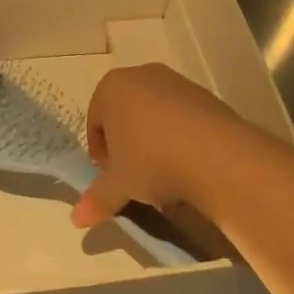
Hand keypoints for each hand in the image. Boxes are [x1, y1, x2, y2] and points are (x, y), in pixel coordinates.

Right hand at [71, 63, 247, 227]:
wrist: (215, 154)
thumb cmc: (152, 160)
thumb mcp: (119, 184)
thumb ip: (97, 199)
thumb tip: (77, 218)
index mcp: (111, 88)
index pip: (95, 123)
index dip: (101, 154)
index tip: (114, 178)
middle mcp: (140, 75)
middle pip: (123, 115)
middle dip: (126, 144)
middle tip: (135, 175)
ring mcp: (174, 81)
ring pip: (153, 115)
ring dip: (153, 140)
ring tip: (164, 173)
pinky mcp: (203, 94)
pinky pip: (180, 117)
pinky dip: (178, 136)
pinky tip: (188, 162)